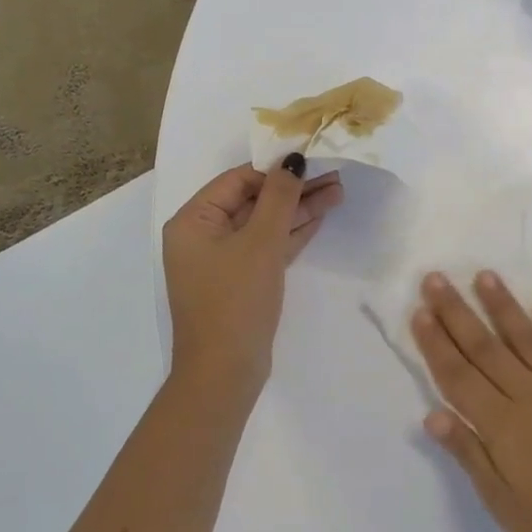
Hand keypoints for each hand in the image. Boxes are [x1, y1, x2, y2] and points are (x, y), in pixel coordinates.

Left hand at [163, 159, 342, 395]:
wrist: (225, 373)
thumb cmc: (235, 300)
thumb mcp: (260, 242)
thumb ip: (279, 197)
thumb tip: (293, 158)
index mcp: (193, 221)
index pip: (237, 180)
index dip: (275, 168)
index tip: (313, 160)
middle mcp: (203, 236)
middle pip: (253, 200)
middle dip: (293, 189)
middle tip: (335, 176)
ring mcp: (223, 260)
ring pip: (265, 224)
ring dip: (298, 209)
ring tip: (338, 192)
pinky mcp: (242, 280)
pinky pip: (267, 246)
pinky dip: (292, 233)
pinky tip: (320, 217)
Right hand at [411, 271, 531, 531]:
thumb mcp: (503, 503)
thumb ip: (470, 454)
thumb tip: (432, 415)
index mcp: (501, 423)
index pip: (458, 375)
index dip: (436, 343)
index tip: (420, 311)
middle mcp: (528, 394)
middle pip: (485, 347)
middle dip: (457, 312)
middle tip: (436, 278)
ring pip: (526, 337)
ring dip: (503, 305)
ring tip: (485, 275)